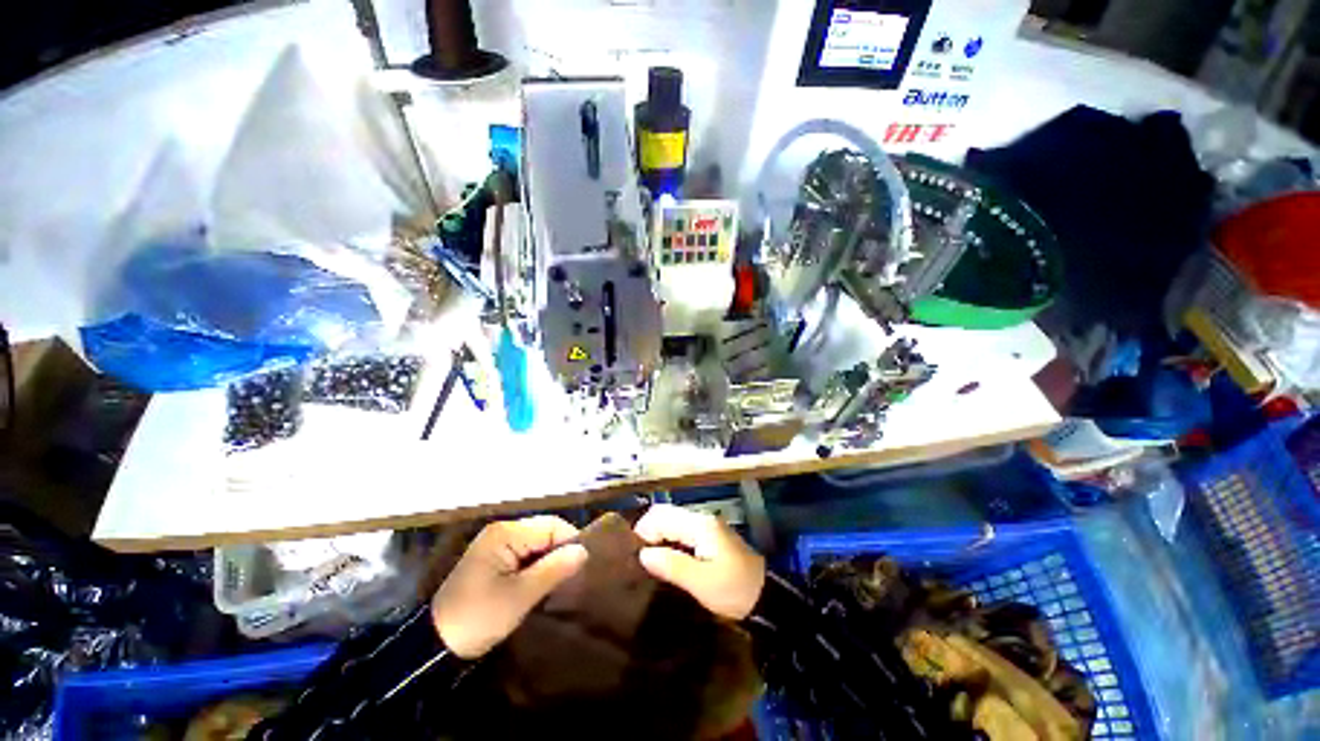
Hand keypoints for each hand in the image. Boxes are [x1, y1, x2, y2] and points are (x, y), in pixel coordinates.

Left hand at [431, 516, 586, 658]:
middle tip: (567, 580)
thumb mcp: (520, 596)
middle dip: (559, 553)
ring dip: (548, 561)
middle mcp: (502, 530)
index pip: (552, 526)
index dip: (569, 544)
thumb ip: (554, 569)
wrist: (433, 646)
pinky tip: (538, 584)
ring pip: (537, 543)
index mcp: (506, 533)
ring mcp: (496, 543)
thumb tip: (584, 551)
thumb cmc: (478, 618)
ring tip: (555, 584)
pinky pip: (525, 553)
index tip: (577, 571)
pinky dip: (536, 566)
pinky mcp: (494, 558)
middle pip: (545, 531)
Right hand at [634, 505, 765, 620]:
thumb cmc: (734, 590)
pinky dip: (669, 541)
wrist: (767, 597)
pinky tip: (666, 561)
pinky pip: (680, 531)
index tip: (636, 558)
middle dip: (649, 533)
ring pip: (672, 521)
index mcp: (699, 525)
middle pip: (665, 514)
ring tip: (650, 563)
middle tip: (641, 561)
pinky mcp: (708, 537)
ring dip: (658, 537)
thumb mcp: (702, 583)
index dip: (644, 532)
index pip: (661, 516)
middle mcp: (701, 519)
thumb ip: (672, 565)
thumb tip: (644, 554)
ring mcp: (705, 526)